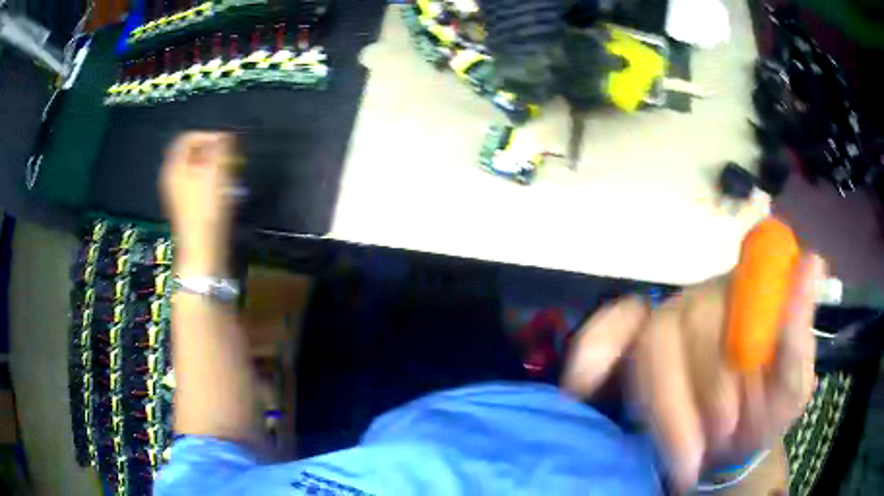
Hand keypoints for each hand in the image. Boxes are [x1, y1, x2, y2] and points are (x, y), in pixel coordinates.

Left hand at [159, 132, 237, 275]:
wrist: (202, 249)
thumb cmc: (206, 210)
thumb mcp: (216, 172)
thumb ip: (220, 148)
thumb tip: (224, 136)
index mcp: (174, 167)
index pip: (188, 137)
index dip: (208, 135)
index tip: (225, 143)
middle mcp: (172, 177)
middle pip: (191, 153)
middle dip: (212, 151)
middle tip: (228, 158)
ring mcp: (178, 193)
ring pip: (196, 168)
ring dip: (213, 166)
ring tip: (228, 174)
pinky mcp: (186, 205)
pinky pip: (198, 182)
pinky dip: (211, 180)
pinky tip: (223, 190)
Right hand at [562, 254, 824, 491]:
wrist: (728, 439)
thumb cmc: (766, 410)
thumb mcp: (793, 385)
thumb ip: (799, 331)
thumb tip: (813, 260)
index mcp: (747, 293)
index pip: (728, 294)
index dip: (723, 362)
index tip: (727, 423)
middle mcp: (705, 295)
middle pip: (682, 328)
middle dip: (690, 403)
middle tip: (701, 456)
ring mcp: (667, 314)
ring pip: (647, 344)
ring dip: (661, 409)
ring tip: (679, 459)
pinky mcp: (634, 338)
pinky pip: (607, 330)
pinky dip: (592, 353)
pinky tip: (580, 388)